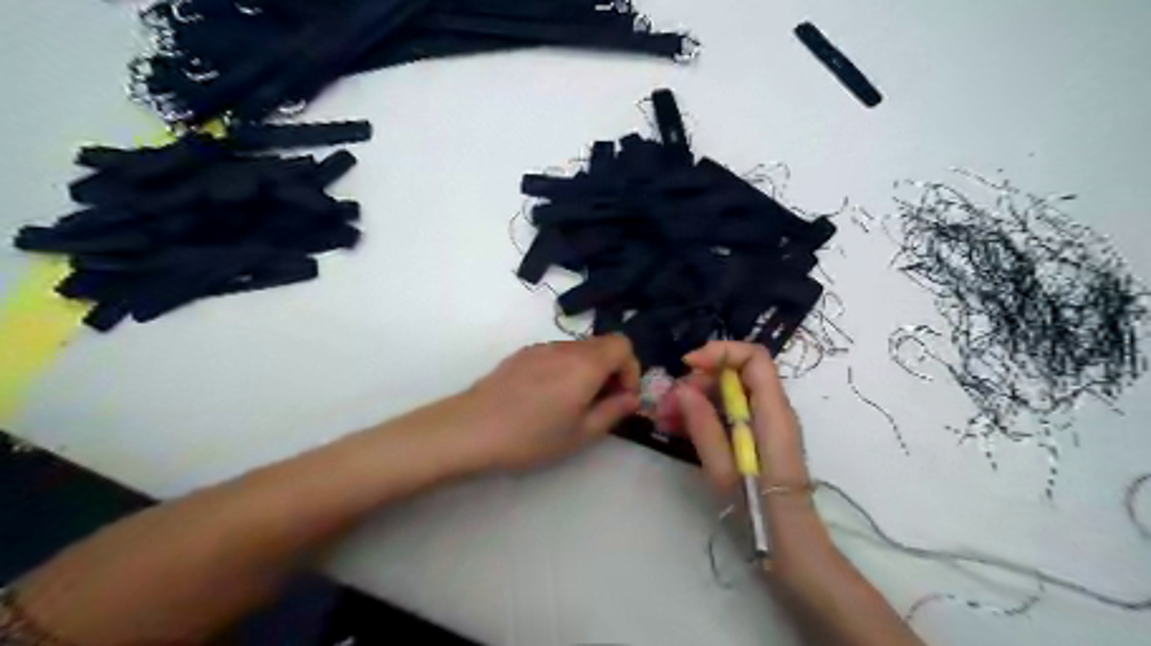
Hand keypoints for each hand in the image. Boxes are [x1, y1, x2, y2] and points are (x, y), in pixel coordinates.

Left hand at [457, 335, 637, 471]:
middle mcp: (566, 347)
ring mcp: (541, 347)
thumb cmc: (531, 437)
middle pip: (603, 345)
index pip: (623, 345)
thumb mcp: (580, 434)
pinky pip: (556, 353)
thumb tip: (631, 398)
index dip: (630, 370)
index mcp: (586, 364)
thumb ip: (613, 411)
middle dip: (612, 370)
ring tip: (572, 403)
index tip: (621, 398)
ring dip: (588, 369)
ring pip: (579, 349)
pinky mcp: (522, 354)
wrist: (471, 428)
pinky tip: (545, 397)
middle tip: (600, 403)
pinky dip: (565, 368)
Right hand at [656, 344, 838, 583]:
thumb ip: (704, 426)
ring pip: (728, 392)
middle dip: (698, 379)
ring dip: (695, 397)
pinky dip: (702, 413)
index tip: (688, 365)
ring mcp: (765, 423)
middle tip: (666, 402)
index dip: (720, 352)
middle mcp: (773, 410)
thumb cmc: (760, 512)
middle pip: (736, 373)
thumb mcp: (725, 471)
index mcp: (773, 413)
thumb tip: (683, 389)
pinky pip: (728, 411)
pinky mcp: (756, 436)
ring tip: (664, 416)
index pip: (754, 357)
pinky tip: (676, 426)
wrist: (790, 546)